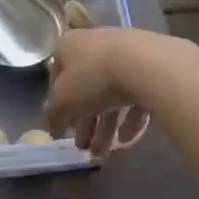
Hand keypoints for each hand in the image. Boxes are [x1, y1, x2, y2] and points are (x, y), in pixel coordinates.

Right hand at [45, 28, 196, 156]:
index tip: (63, 128)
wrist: (144, 63)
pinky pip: (134, 95)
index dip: (59, 105)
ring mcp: (123, 53)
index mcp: (69, 46)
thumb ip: (54, 114)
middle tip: (85, 148)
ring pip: (111, 94)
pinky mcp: (148, 66)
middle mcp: (94, 44)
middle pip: (86, 88)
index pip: (57, 76)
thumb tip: (50, 125)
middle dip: (86, 122)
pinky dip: (129, 117)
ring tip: (105, 153)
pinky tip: (128, 138)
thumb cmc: (93, 77)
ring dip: (106, 126)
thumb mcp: (64, 100)